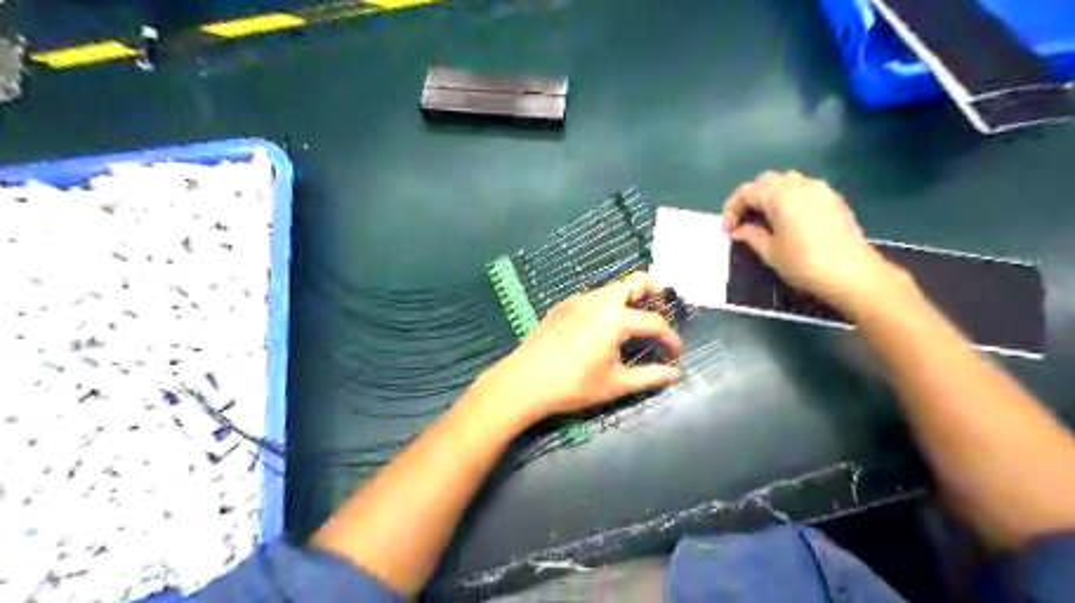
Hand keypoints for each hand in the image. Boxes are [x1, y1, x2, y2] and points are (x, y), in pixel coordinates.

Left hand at [475, 274, 683, 429]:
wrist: (524, 381)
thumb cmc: (573, 385)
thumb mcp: (615, 384)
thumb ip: (649, 376)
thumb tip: (675, 374)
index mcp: (615, 318)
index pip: (654, 322)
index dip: (670, 338)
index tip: (677, 354)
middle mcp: (599, 300)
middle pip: (636, 281)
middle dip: (655, 291)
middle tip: (663, 308)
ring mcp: (578, 299)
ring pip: (613, 287)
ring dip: (630, 298)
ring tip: (634, 322)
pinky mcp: (562, 305)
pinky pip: (593, 297)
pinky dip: (608, 304)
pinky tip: (603, 327)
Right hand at [722, 169, 903, 309]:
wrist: (852, 273)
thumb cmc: (804, 263)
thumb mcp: (770, 252)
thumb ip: (751, 235)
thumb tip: (739, 229)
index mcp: (779, 195)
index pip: (747, 192)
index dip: (732, 208)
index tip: (727, 229)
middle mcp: (799, 185)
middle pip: (766, 181)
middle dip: (750, 198)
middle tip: (743, 222)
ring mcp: (820, 189)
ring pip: (787, 181)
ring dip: (770, 196)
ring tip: (765, 219)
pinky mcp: (833, 199)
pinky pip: (804, 189)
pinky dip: (789, 198)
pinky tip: (788, 220)